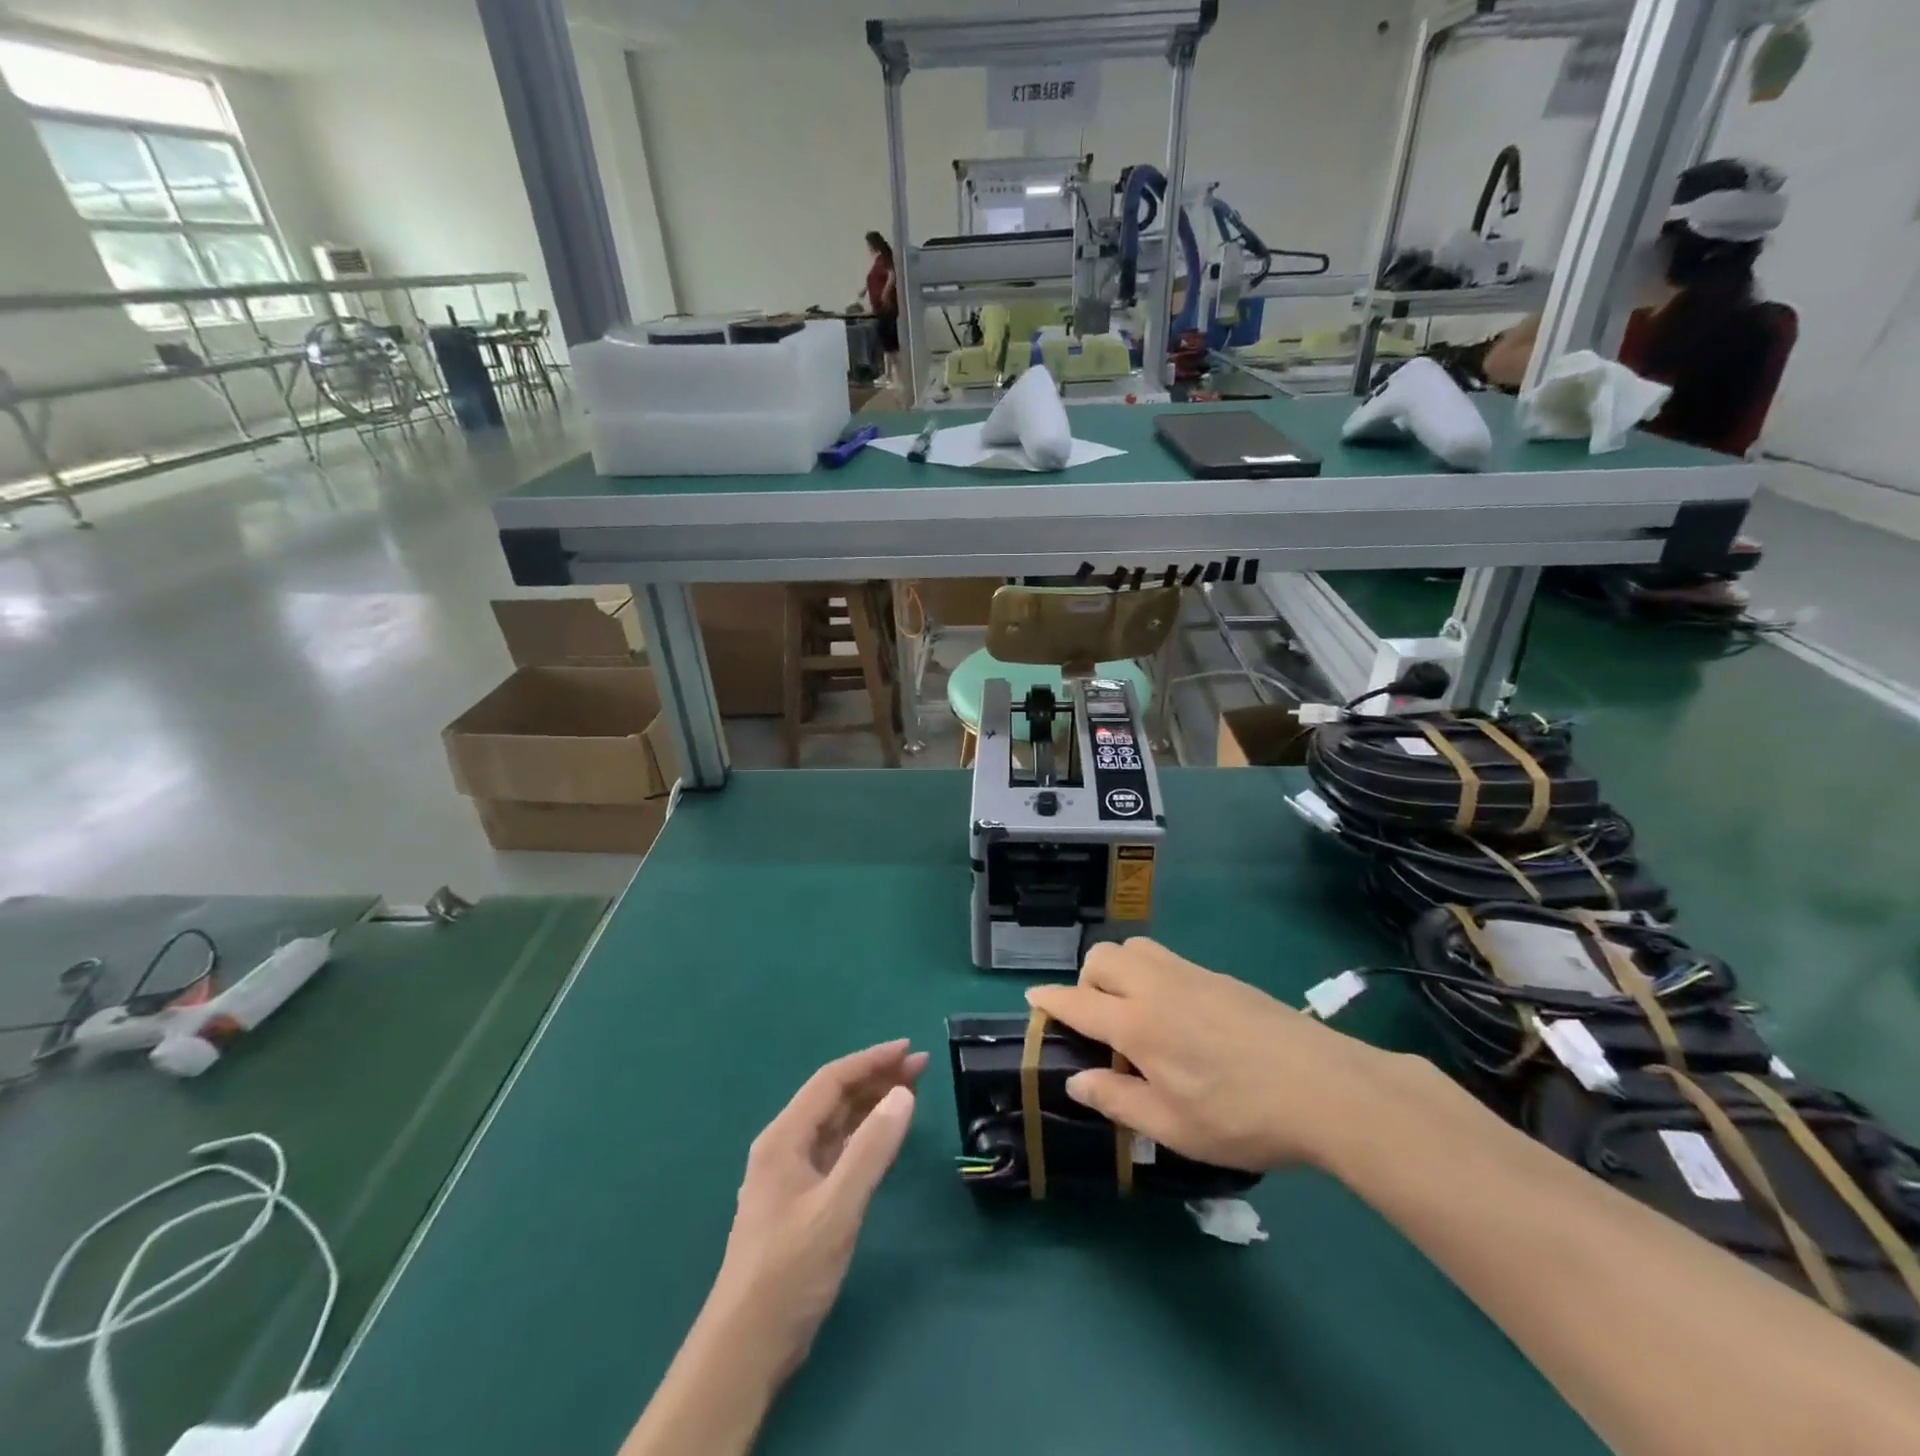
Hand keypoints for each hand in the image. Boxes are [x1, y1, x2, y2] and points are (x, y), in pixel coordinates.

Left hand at [711, 1041, 925, 1375]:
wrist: (745, 1348)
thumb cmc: (789, 1271)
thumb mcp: (836, 1208)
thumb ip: (871, 1149)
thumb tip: (903, 1094)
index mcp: (784, 1138)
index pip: (832, 1081)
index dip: (871, 1060)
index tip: (910, 1050)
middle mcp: (784, 1147)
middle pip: (835, 1098)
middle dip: (876, 1078)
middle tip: (921, 1068)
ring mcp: (791, 1176)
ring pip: (836, 1124)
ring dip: (872, 1104)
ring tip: (911, 1092)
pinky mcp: (801, 1202)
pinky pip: (837, 1151)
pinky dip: (864, 1136)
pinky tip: (884, 1137)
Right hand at [1028, 939, 1404, 1172]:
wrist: (1325, 1088)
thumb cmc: (1241, 1115)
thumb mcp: (1172, 1126)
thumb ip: (1117, 1100)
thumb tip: (1076, 1082)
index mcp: (1137, 1022)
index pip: (1077, 1001)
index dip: (1050, 1000)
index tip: (1032, 999)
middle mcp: (1157, 986)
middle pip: (1102, 957)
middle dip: (1086, 981)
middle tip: (1099, 1023)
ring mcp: (1192, 975)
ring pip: (1135, 948)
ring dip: (1120, 970)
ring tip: (1136, 1014)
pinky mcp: (1220, 977)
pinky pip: (1168, 960)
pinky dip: (1153, 975)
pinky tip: (1179, 1017)